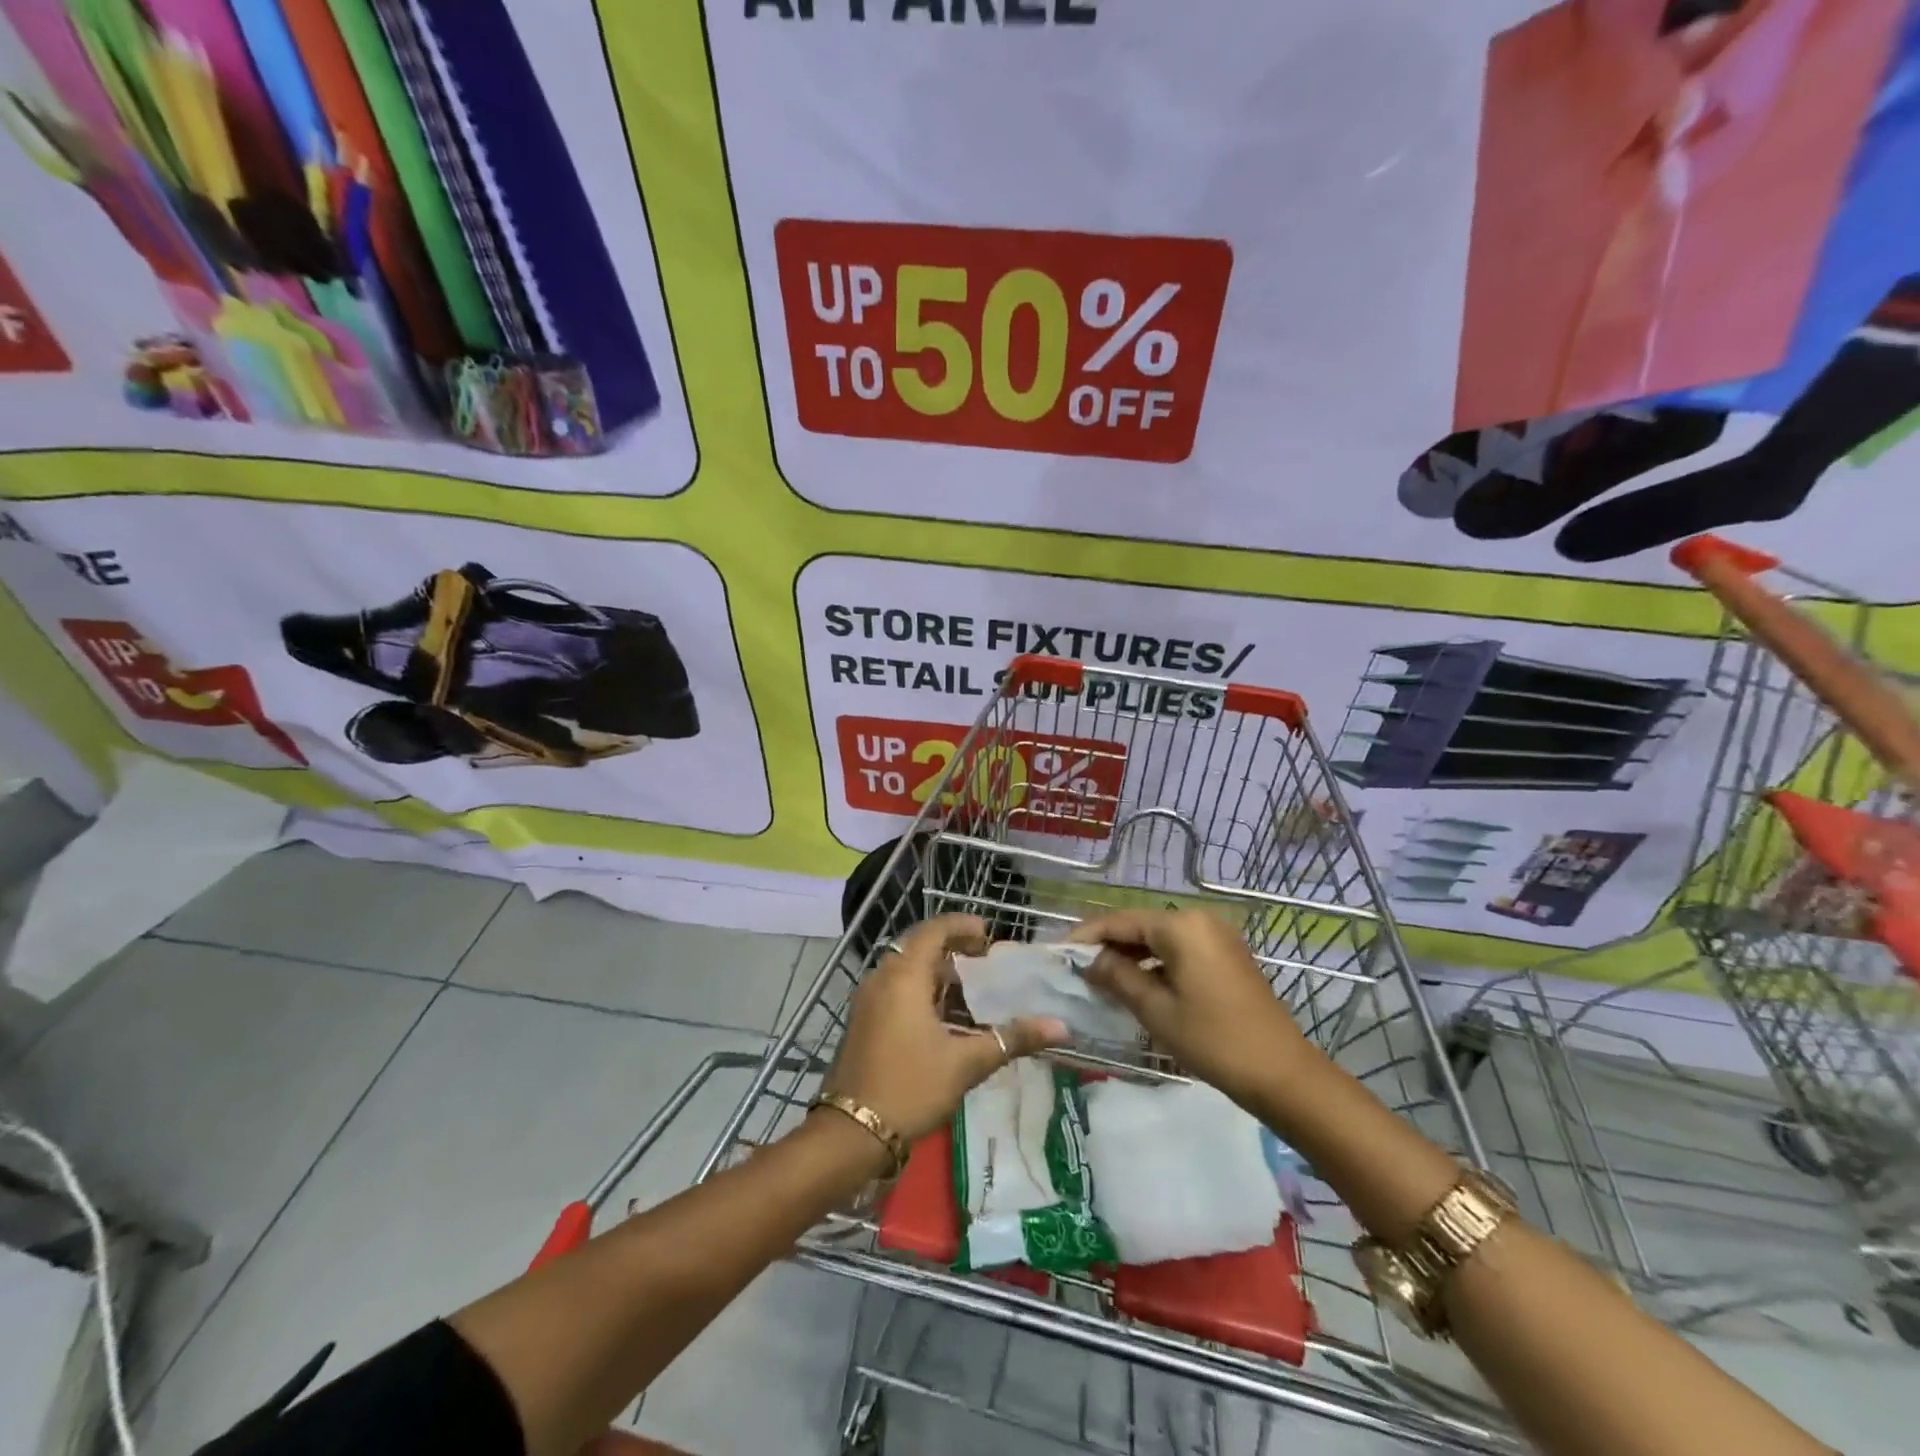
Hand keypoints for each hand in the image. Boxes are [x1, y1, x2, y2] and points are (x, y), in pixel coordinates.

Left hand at [823, 914, 1067, 1144]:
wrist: (852, 1132)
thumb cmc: (910, 1086)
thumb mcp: (966, 1063)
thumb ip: (1011, 1039)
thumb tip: (1060, 1027)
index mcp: (904, 977)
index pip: (933, 931)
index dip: (960, 925)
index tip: (987, 933)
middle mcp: (882, 979)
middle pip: (918, 948)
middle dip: (951, 949)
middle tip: (983, 959)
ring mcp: (868, 1001)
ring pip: (906, 971)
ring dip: (936, 974)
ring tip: (970, 990)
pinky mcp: (864, 1022)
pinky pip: (895, 991)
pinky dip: (921, 992)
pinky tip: (944, 1019)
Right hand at [1069, 908, 1314, 1108]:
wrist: (1282, 1074)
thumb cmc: (1214, 1040)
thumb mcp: (1156, 1010)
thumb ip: (1118, 977)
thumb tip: (1089, 960)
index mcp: (1181, 926)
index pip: (1120, 921)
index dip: (1087, 936)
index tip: (1059, 954)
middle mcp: (1199, 920)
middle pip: (1140, 926)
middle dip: (1108, 946)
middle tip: (1077, 970)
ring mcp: (1216, 936)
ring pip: (1159, 939)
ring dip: (1131, 956)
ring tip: (1101, 980)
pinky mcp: (1226, 956)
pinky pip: (1179, 950)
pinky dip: (1155, 963)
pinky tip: (1138, 985)